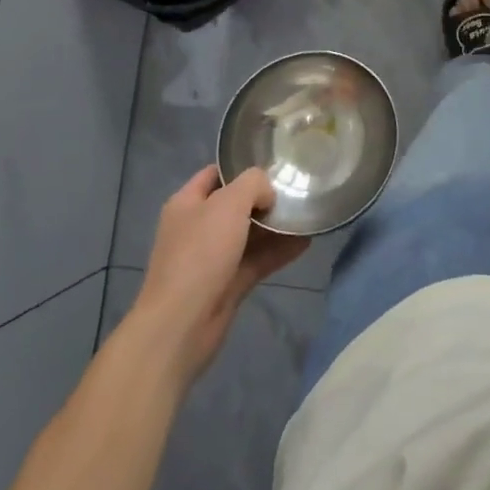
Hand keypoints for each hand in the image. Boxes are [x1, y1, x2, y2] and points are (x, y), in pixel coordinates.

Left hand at [131, 166, 309, 381]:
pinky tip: (306, 241)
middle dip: (265, 197)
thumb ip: (253, 185)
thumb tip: (267, 195)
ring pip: (249, 233)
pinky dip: (279, 251)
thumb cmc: (200, 253)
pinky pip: (257, 260)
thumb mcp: (229, 203)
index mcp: (187, 203)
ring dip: (275, 225)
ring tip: (307, 212)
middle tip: (297, 188)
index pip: (216, 174)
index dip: (242, 166)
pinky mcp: (227, 284)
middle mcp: (198, 227)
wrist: (181, 325)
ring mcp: (212, 258)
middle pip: (236, 204)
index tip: (275, 164)